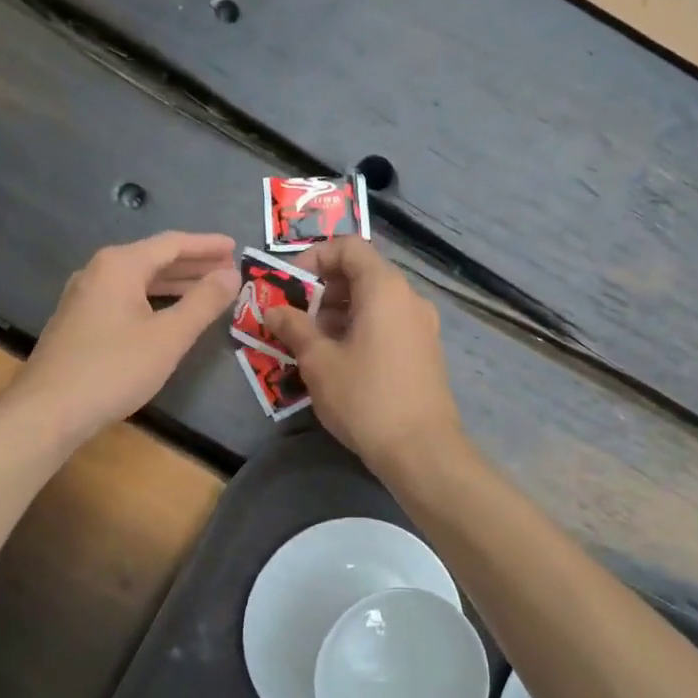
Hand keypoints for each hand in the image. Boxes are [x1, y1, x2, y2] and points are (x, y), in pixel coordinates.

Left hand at [13, 232, 238, 446]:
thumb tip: (231, 275)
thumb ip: (203, 302)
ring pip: (138, 280)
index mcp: (120, 265)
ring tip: (207, 290)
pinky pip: (125, 298)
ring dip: (175, 283)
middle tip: (228, 271)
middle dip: (193, 264)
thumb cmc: (114, 368)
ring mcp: (84, 296)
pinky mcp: (79, 321)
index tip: (236, 248)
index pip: (172, 243)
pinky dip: (153, 299)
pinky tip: (169, 314)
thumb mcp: (169, 336)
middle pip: (154, 258)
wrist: (48, 411)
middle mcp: (98, 271)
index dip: (207, 245)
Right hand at [264, 236, 462, 473]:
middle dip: (322, 290)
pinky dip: (360, 328)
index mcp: (384, 288)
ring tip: (310, 344)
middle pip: (361, 273)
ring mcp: (421, 324)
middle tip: (294, 318)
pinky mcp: (425, 349)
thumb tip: (273, 310)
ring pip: (374, 301)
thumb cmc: (366, 398)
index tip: (289, 286)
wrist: (422, 450)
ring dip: (338, 313)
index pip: (348, 247)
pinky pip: (387, 323)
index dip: (314, 258)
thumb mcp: (319, 362)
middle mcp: (409, 297)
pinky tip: (339, 361)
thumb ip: (294, 328)